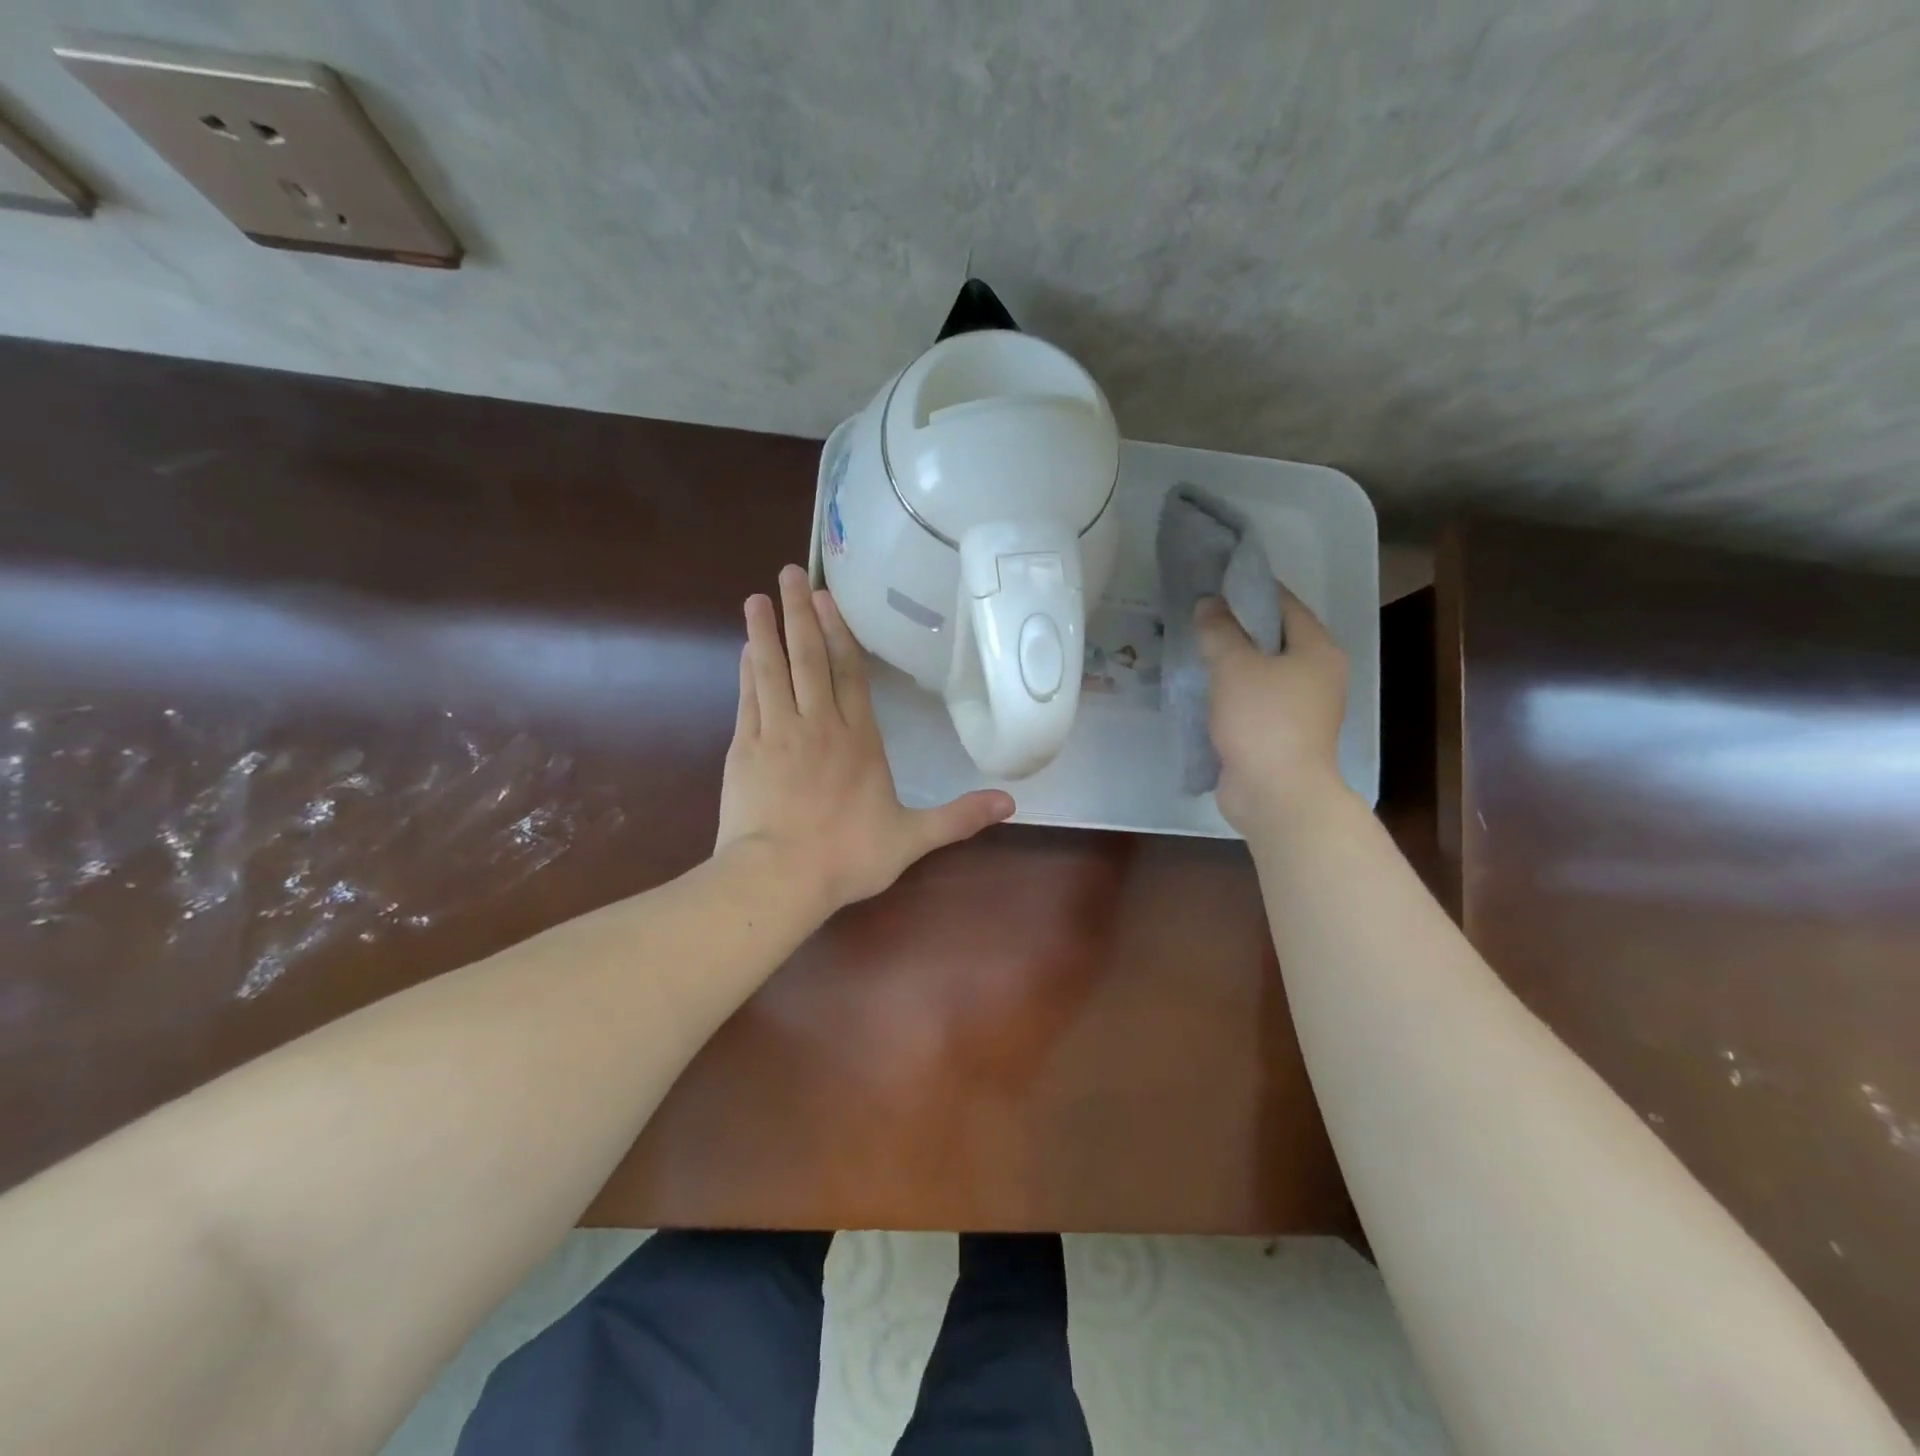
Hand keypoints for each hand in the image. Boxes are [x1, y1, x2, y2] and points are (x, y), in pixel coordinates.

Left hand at [715, 565, 1014, 911]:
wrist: (778, 878)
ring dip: (766, 632)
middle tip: (789, 574)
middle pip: (809, 659)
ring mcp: (777, 733)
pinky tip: (746, 650)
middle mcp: (819, 725)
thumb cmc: (847, 857)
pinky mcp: (745, 748)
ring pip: (773, 670)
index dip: (840, 634)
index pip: (850, 675)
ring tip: (757, 598)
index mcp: (859, 740)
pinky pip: (749, 698)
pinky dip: (748, 671)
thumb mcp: (912, 839)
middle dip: (801, 614)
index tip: (828, 598)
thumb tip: (1011, 804)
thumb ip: (958, 817)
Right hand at [1196, 585, 1351, 835]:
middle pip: (1274, 638)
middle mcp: (1317, 674)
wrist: (1277, 794)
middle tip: (1198, 616)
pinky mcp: (1281, 734)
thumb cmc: (1262, 720)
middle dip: (1236, 627)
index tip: (1215, 581)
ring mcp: (1301, 708)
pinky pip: (1253, 701)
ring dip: (1231, 662)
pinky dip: (1231, 692)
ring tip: (1193, 649)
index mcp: (1318, 650)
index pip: (1284, 604)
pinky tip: (1202, 689)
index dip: (1250, 589)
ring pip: (1261, 672)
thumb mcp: (1234, 666)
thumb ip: (1219, 631)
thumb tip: (1208, 604)